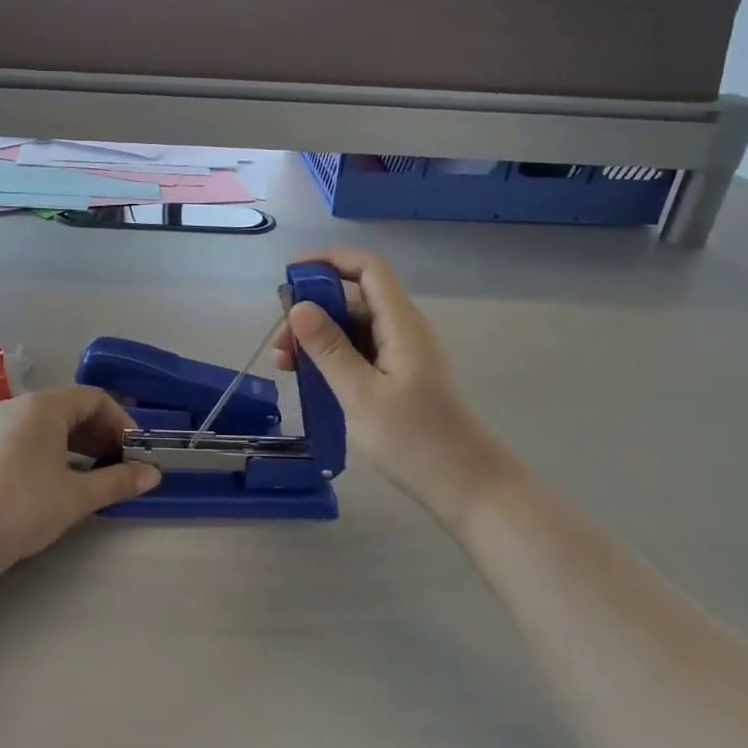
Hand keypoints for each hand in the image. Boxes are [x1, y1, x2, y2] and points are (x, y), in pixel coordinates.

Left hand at [0, 386, 159, 580]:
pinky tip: (63, 480)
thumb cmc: (25, 505)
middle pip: (71, 408)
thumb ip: (118, 481)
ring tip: (97, 475)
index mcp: (44, 406)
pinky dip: (55, 451)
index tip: (135, 452)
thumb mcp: (77, 495)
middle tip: (121, 464)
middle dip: (102, 434)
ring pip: (50, 424)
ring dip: (80, 444)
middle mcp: (20, 406)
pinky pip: (31, 437)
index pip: (94, 398)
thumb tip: (153, 475)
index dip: (121, 422)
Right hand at [274, 248, 513, 516]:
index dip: (329, 260)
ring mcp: (401, 355)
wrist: (467, 487)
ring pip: (353, 328)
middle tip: (280, 341)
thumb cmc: (415, 440)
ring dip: (317, 337)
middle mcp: (402, 330)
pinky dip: (330, 357)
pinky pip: (359, 352)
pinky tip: (308, 378)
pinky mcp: (398, 378)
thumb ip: (329, 348)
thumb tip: (298, 306)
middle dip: (312, 309)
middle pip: (354, 298)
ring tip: (284, 364)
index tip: (290, 275)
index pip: (367, 269)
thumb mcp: (361, 393)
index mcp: (400, 324)